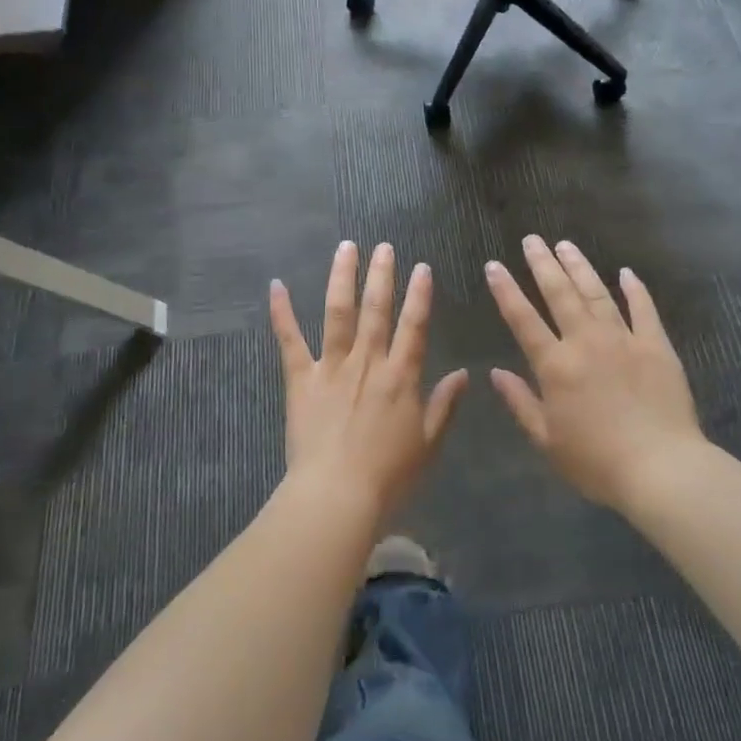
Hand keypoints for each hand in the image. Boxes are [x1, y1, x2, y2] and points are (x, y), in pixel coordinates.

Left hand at [270, 241, 468, 519]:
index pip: (415, 326)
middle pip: (377, 309)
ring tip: (346, 248)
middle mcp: (368, 362)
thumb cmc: (389, 475)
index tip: (422, 267)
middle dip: (382, 275)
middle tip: (383, 246)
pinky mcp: (300, 379)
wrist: (337, 494)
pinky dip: (282, 312)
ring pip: (339, 313)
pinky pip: (290, 341)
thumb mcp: (429, 443)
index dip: (419, 295)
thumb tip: (464, 374)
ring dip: (343, 278)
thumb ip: (445, 405)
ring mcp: (331, 367)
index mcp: (401, 376)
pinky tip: (276, 285)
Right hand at [485, 236, 703, 508]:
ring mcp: (624, 340)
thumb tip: (495, 373)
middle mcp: (586, 342)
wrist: (661, 468)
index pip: (523, 319)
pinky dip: (634, 289)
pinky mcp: (656, 346)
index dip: (506, 290)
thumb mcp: (546, 439)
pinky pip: (643, 309)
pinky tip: (625, 272)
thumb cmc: (596, 461)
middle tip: (532, 239)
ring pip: (597, 294)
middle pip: (560, 294)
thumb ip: (520, 402)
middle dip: (543, 264)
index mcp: (555, 365)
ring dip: (580, 267)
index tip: (494, 265)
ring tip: (566, 245)